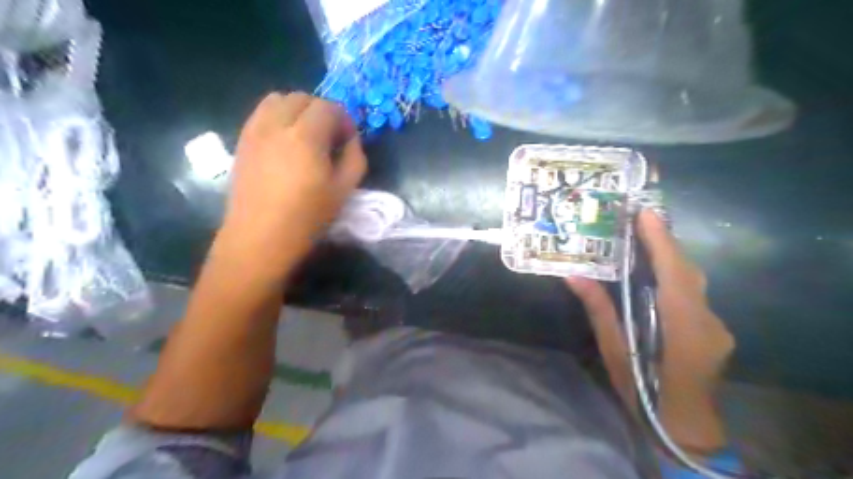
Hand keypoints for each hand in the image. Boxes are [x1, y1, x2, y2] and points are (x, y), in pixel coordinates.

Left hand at [212, 91, 365, 278]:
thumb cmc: (307, 217)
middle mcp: (276, 124)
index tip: (348, 141)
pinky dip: (278, 117)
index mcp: (305, 137)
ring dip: (298, 110)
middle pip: (302, 98)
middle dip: (322, 112)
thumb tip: (350, 139)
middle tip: (330, 138)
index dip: (344, 120)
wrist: (260, 238)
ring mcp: (254, 130)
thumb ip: (355, 157)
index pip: (329, 107)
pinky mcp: (242, 140)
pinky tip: (285, 143)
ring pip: (278, 99)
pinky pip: (261, 113)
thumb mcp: (344, 190)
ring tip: (306, 136)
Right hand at [564, 209, 731, 448]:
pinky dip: (677, 278)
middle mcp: (707, 321)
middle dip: (666, 242)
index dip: (661, 241)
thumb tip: (574, 276)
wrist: (685, 427)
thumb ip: (599, 311)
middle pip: (689, 271)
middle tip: (640, 221)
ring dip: (671, 258)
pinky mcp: (717, 331)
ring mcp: (717, 326)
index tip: (645, 213)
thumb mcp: (615, 351)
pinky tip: (658, 277)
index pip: (674, 273)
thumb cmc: (643, 390)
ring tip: (646, 240)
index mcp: (682, 327)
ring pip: (695, 282)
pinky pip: (696, 295)